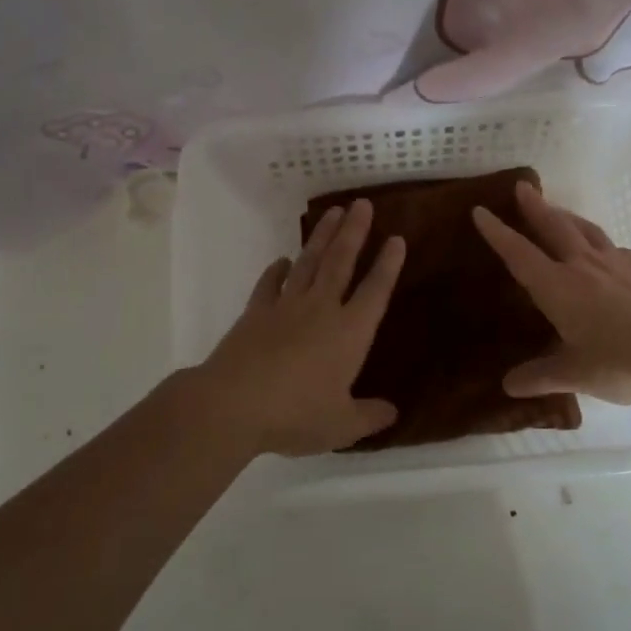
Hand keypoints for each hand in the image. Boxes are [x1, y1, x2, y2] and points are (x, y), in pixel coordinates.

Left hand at [194, 199, 404, 456]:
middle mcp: (321, 309)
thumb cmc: (296, 414)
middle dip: (354, 232)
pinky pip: (270, 283)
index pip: (376, 290)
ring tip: (333, 213)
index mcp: (350, 332)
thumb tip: (393, 413)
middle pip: (341, 261)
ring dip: (322, 237)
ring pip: (309, 262)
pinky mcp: (256, 313)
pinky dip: (277, 270)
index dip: (388, 264)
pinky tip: (283, 260)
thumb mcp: (341, 426)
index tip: (397, 239)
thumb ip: (369, 417)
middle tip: (361, 204)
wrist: (233, 404)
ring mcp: (286, 306)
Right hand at [473, 181, 630, 404]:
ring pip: (586, 231)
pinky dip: (600, 243)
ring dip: (567, 217)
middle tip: (522, 187)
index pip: (519, 254)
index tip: (480, 211)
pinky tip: (606, 253)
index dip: (498, 233)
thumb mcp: (577, 374)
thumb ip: (542, 376)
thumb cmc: (623, 361)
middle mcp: (584, 266)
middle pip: (555, 227)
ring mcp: (619, 263)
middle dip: (535, 207)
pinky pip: (614, 248)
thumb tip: (510, 385)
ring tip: (559, 210)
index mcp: (559, 286)